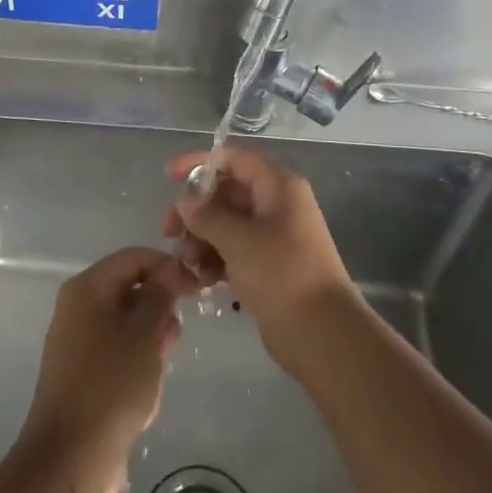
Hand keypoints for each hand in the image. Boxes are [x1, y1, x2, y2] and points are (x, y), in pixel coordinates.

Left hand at [19, 247, 196, 492]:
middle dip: (159, 316)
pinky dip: (137, 371)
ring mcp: (78, 342)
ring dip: (151, 349)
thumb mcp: (145, 332)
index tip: (196, 290)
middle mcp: (79, 307)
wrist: (71, 457)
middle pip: (132, 292)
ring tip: (154, 379)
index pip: (135, 258)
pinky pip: (119, 356)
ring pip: (130, 328)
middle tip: (171, 343)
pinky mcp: (83, 374)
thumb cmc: (111, 384)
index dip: (168, 268)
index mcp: (88, 288)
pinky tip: (143, 401)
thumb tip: (172, 271)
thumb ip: (161, 295)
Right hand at [164, 147, 357, 372]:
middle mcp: (277, 204)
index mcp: (278, 186)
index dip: (201, 163)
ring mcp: (273, 236)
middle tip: (170, 232)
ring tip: (188, 263)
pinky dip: (215, 259)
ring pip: (227, 224)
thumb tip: (184, 200)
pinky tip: (200, 279)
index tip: (169, 175)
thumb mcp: (239, 240)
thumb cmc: (282, 274)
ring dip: (202, 238)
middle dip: (196, 210)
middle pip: (227, 192)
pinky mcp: (268, 265)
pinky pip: (234, 250)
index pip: (235, 159)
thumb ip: (206, 215)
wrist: (322, 333)